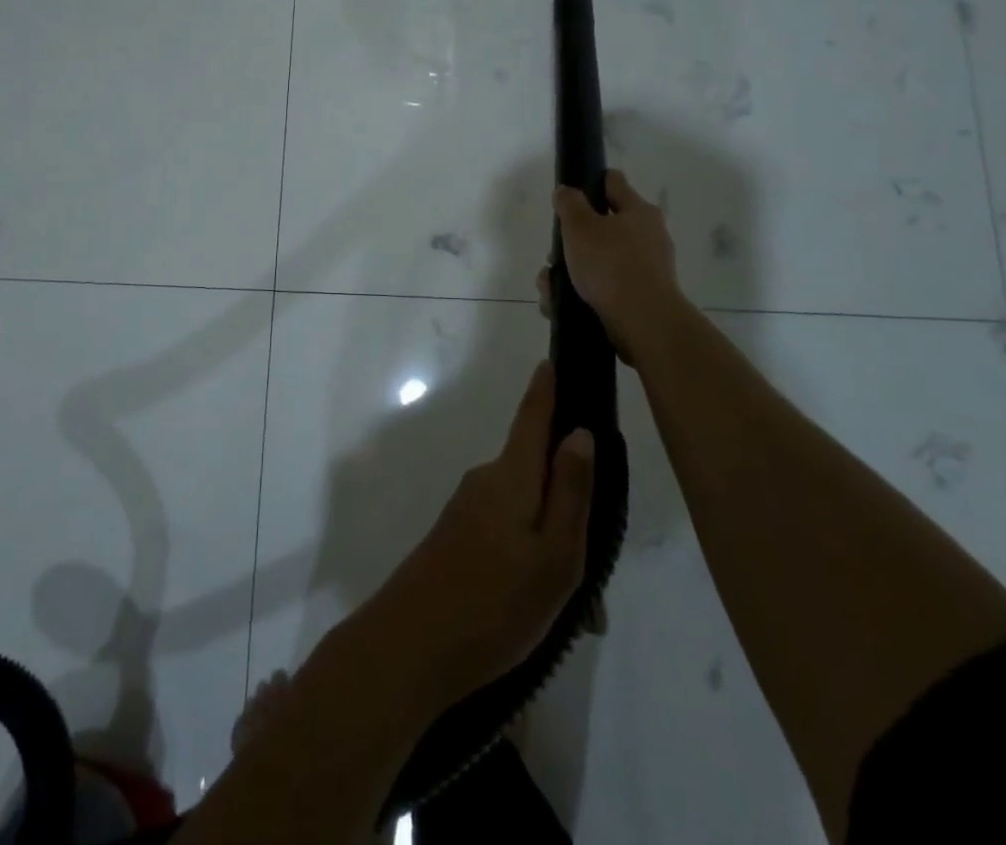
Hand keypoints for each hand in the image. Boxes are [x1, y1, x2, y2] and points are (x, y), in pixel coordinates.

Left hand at [359, 362, 594, 707]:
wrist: (410, 647)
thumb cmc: (495, 603)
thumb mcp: (553, 556)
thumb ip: (569, 492)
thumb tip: (580, 433)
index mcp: (510, 476)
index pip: (532, 417)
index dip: (546, 388)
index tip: (554, 357)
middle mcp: (485, 481)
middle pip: (537, 473)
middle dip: (568, 500)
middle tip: (596, 564)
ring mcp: (466, 510)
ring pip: (525, 512)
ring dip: (552, 545)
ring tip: (577, 608)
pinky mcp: (456, 538)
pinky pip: (506, 534)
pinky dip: (530, 561)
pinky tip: (540, 611)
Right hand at [540, 169, 685, 360]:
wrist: (643, 322)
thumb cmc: (610, 264)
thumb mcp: (580, 226)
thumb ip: (569, 204)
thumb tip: (566, 191)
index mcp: (638, 211)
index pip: (612, 182)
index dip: (589, 182)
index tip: (568, 195)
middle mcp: (647, 236)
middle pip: (601, 228)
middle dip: (572, 242)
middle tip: (554, 255)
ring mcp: (646, 269)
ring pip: (597, 262)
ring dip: (570, 272)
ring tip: (550, 287)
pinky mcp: (639, 298)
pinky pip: (603, 289)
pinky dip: (580, 294)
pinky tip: (560, 304)